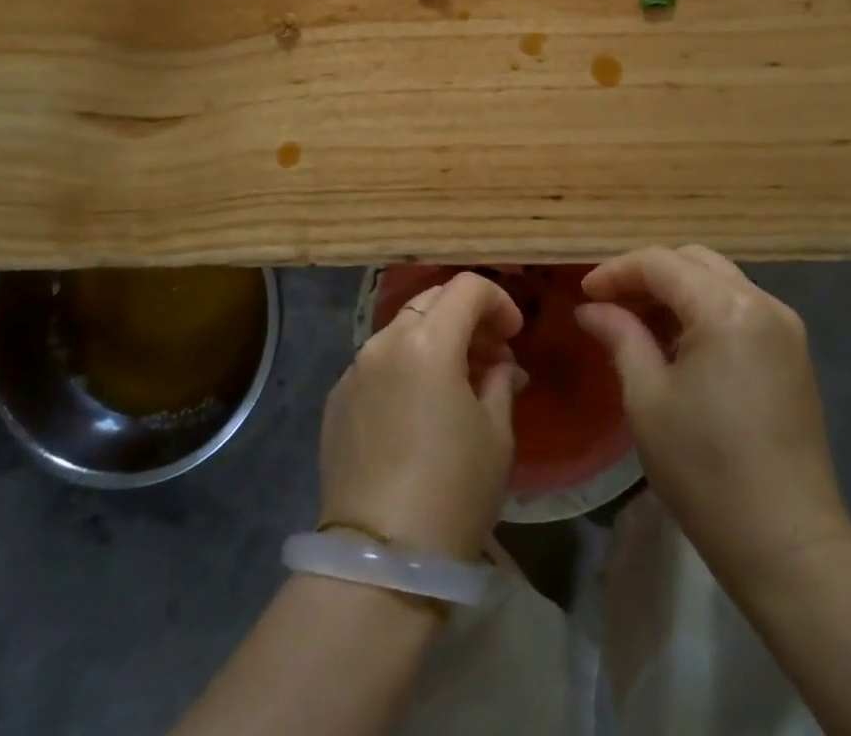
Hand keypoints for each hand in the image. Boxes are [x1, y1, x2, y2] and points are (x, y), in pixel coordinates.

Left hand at [318, 272, 524, 559]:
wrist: (379, 563)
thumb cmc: (453, 492)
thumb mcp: (496, 434)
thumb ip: (499, 381)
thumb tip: (499, 365)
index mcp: (427, 341)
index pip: (467, 287)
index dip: (498, 301)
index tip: (513, 336)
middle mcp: (384, 342)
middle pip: (432, 300)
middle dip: (467, 317)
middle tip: (491, 356)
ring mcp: (354, 369)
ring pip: (402, 329)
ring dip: (436, 340)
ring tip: (458, 383)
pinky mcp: (336, 400)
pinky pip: (378, 362)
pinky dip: (405, 366)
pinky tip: (419, 408)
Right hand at [575, 246, 850, 577]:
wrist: (788, 545)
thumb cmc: (706, 471)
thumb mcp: (647, 399)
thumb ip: (620, 337)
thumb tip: (591, 309)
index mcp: (726, 308)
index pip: (661, 263)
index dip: (616, 271)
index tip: (583, 294)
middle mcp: (762, 303)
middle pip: (693, 261)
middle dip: (647, 274)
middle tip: (609, 304)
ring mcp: (785, 327)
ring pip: (718, 281)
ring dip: (676, 292)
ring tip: (637, 324)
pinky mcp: (793, 354)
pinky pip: (739, 308)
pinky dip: (703, 311)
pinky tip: (678, 345)